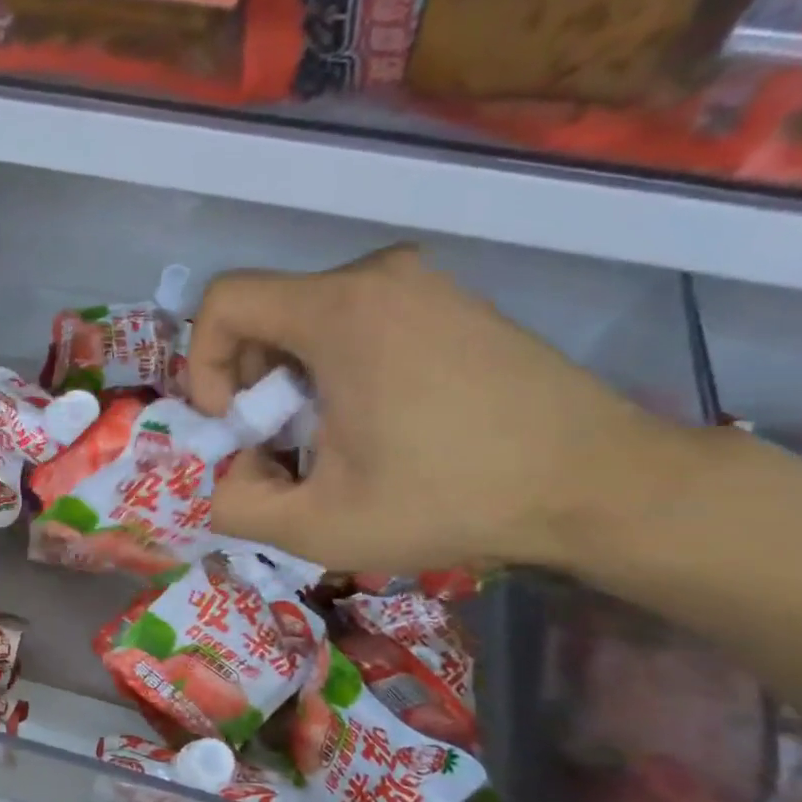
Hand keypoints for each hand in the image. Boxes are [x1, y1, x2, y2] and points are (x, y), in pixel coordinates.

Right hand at [187, 245, 693, 575]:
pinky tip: (374, 427)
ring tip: (328, 445)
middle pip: (265, 314)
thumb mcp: (319, 526)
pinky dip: (338, 372)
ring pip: (309, 322)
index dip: (202, 366)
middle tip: (278, 449)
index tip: (234, 425)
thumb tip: (220, 478)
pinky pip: (360, 324)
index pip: (223, 301)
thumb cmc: (450, 498)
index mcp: (340, 311)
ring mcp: (422, 284)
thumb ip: (234, 505)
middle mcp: (377, 276)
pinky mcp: (451, 303)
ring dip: (293, 385)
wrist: (599, 484)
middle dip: (249, 385)